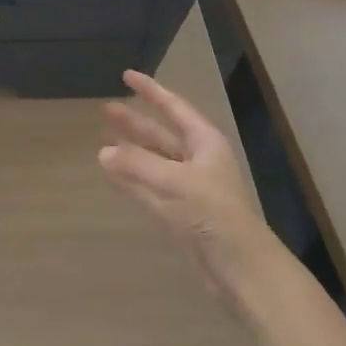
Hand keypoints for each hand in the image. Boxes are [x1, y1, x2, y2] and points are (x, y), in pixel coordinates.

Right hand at [99, 70, 277, 300]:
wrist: (243, 269)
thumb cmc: (214, 214)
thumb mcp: (174, 182)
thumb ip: (137, 164)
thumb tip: (103, 151)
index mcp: (205, 143)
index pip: (173, 108)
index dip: (150, 91)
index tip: (126, 76)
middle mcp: (197, 160)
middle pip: (161, 134)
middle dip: (135, 122)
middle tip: (106, 109)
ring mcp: (189, 188)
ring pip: (153, 161)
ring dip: (130, 151)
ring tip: (102, 140)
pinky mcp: (181, 214)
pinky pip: (150, 188)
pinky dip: (132, 179)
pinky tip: (112, 174)